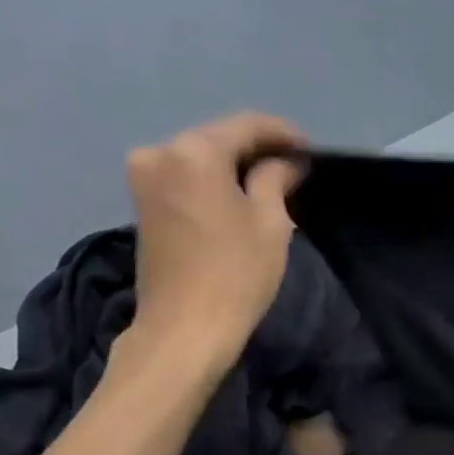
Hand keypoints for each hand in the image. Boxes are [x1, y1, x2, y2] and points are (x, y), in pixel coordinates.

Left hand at [122, 112, 306, 376]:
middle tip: (294, 165)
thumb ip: (276, 179)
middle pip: (219, 137)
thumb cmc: (236, 273)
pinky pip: (186, 176)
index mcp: (194, 151)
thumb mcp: (270, 222)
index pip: (246, 125)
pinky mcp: (142, 203)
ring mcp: (145, 178)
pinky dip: (214, 180)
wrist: (184, 328)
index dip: (283, 134)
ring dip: (235, 165)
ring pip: (201, 157)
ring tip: (272, 181)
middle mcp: (161, 153)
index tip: (311, 150)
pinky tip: (240, 194)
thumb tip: (286, 163)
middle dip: (258, 148)